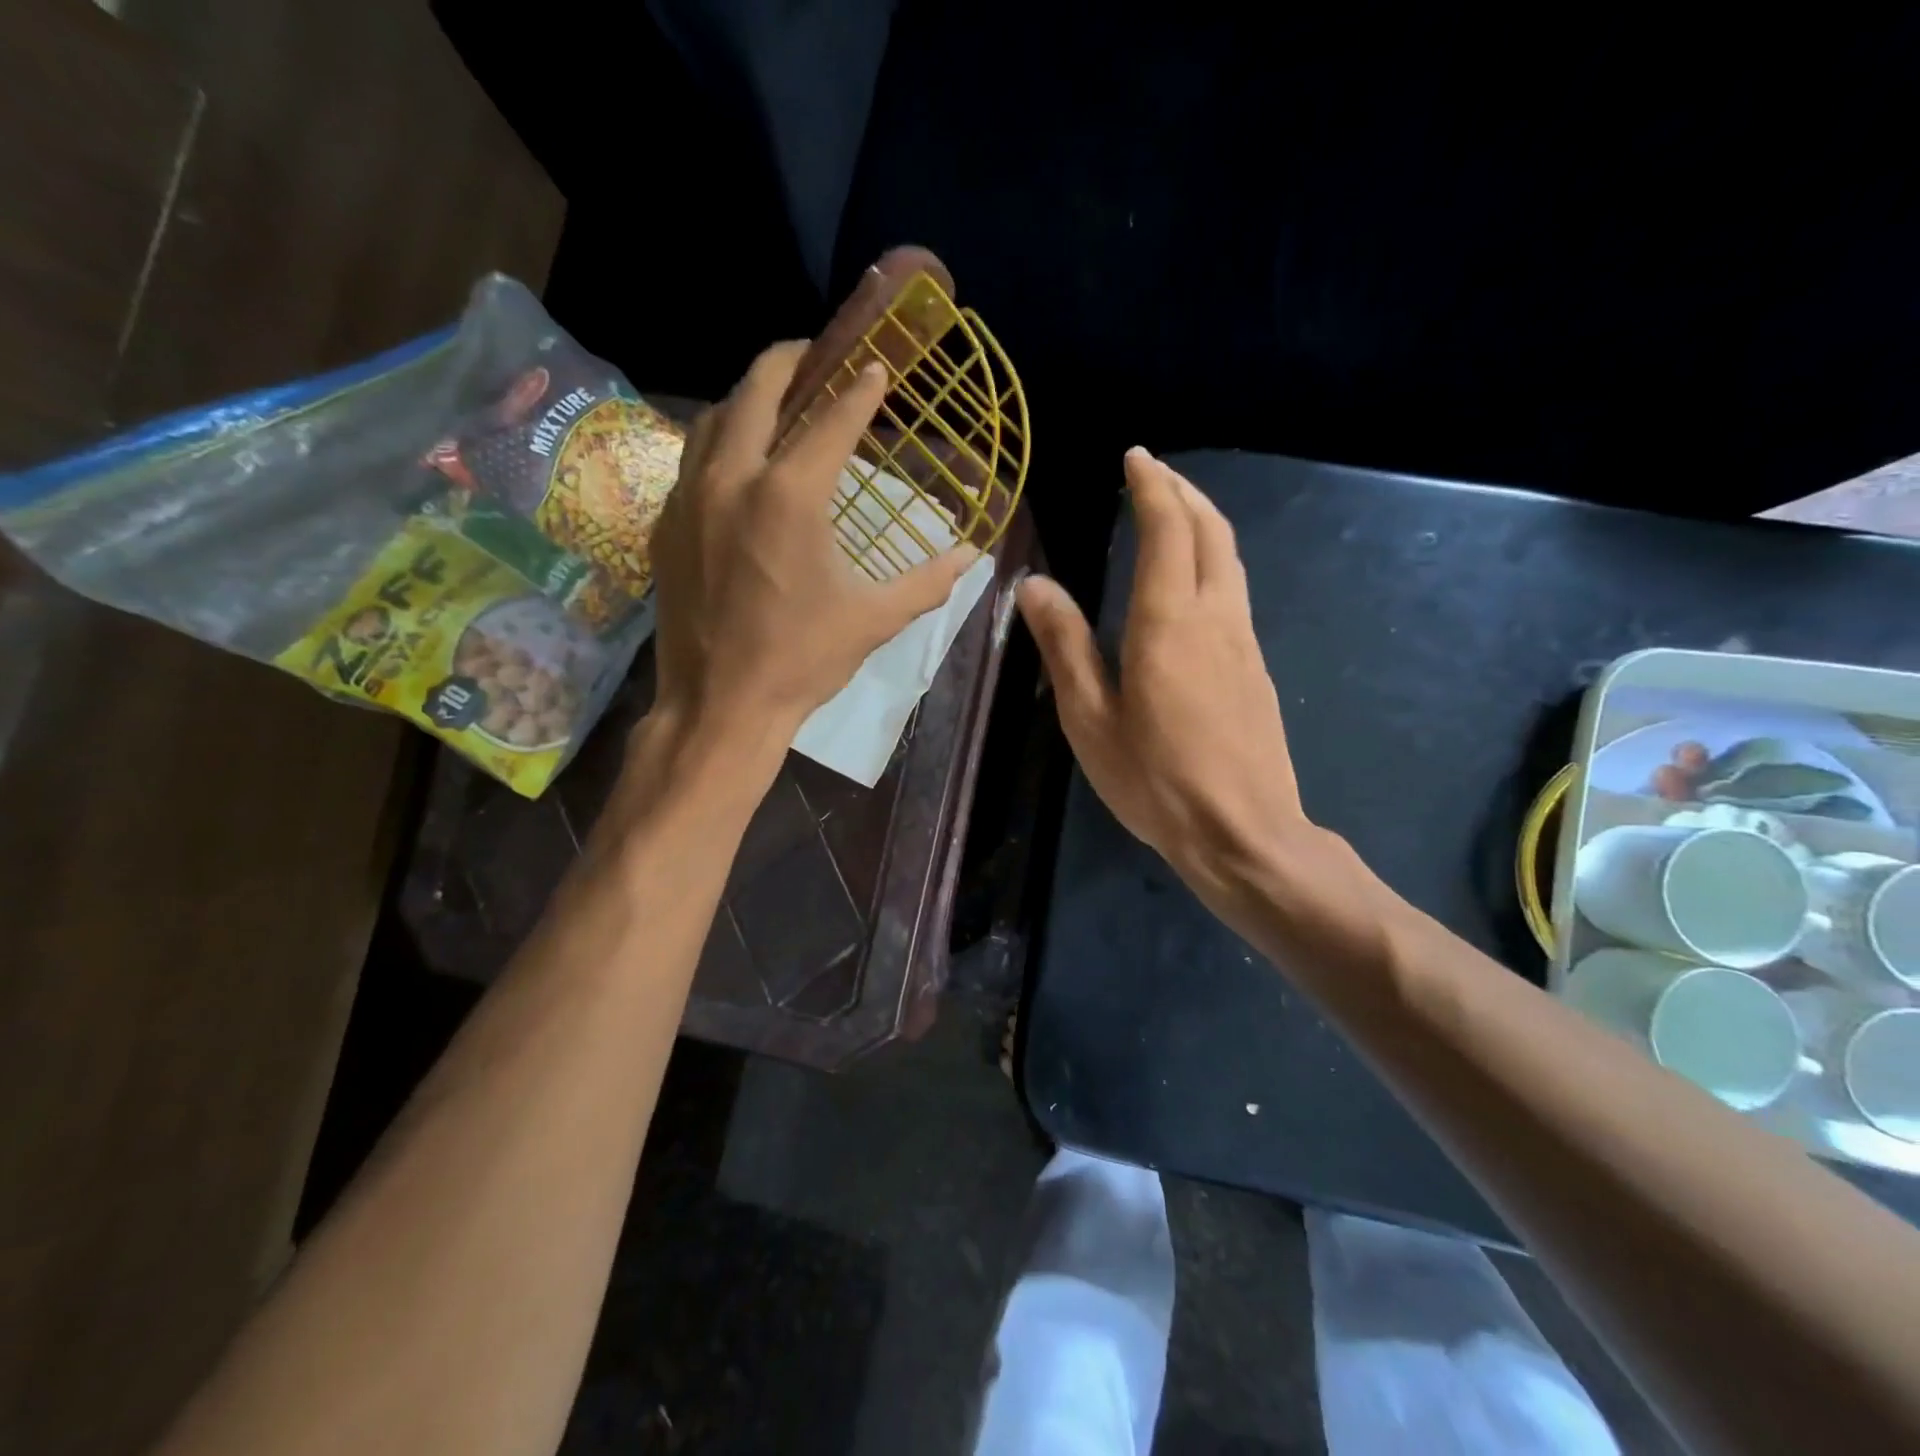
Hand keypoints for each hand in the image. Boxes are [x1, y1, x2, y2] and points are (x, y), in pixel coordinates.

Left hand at [648, 341, 975, 754]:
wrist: (720, 704)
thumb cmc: (803, 660)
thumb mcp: (875, 619)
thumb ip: (928, 581)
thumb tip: (974, 556)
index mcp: (790, 496)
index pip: (833, 419)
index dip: (861, 389)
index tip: (877, 367)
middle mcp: (733, 478)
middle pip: (758, 389)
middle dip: (791, 361)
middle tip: (817, 355)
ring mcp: (689, 498)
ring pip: (714, 418)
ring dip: (748, 398)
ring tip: (776, 401)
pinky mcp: (665, 524)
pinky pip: (691, 460)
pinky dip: (719, 443)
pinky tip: (737, 464)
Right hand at [1018, 448, 1311, 911]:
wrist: (1243, 832)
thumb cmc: (1155, 780)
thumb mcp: (1089, 719)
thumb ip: (1065, 646)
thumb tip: (1035, 586)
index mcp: (1168, 621)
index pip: (1167, 529)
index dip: (1151, 486)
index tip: (1134, 458)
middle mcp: (1215, 616)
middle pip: (1210, 530)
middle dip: (1182, 492)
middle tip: (1152, 473)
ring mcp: (1244, 641)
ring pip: (1229, 558)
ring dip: (1202, 522)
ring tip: (1173, 511)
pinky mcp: (1256, 667)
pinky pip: (1234, 591)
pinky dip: (1212, 559)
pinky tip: (1192, 579)